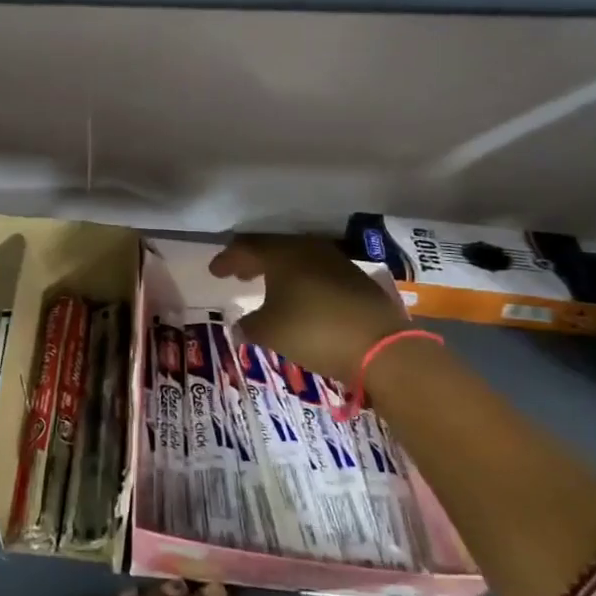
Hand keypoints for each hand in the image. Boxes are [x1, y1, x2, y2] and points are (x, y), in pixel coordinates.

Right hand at [210, 235, 406, 386]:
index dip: (227, 260)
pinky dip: (300, 280)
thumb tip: (240, 324)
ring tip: (267, 285)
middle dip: (252, 261)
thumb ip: (248, 325)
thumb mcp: (269, 332)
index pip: (245, 248)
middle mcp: (307, 249)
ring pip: (297, 258)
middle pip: (272, 248)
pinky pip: (316, 271)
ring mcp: (335, 261)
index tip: (214, 271)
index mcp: (281, 254)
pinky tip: (299, 296)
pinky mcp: (355, 278)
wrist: (381, 346)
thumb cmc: (313, 331)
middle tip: (238, 274)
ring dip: (278, 270)